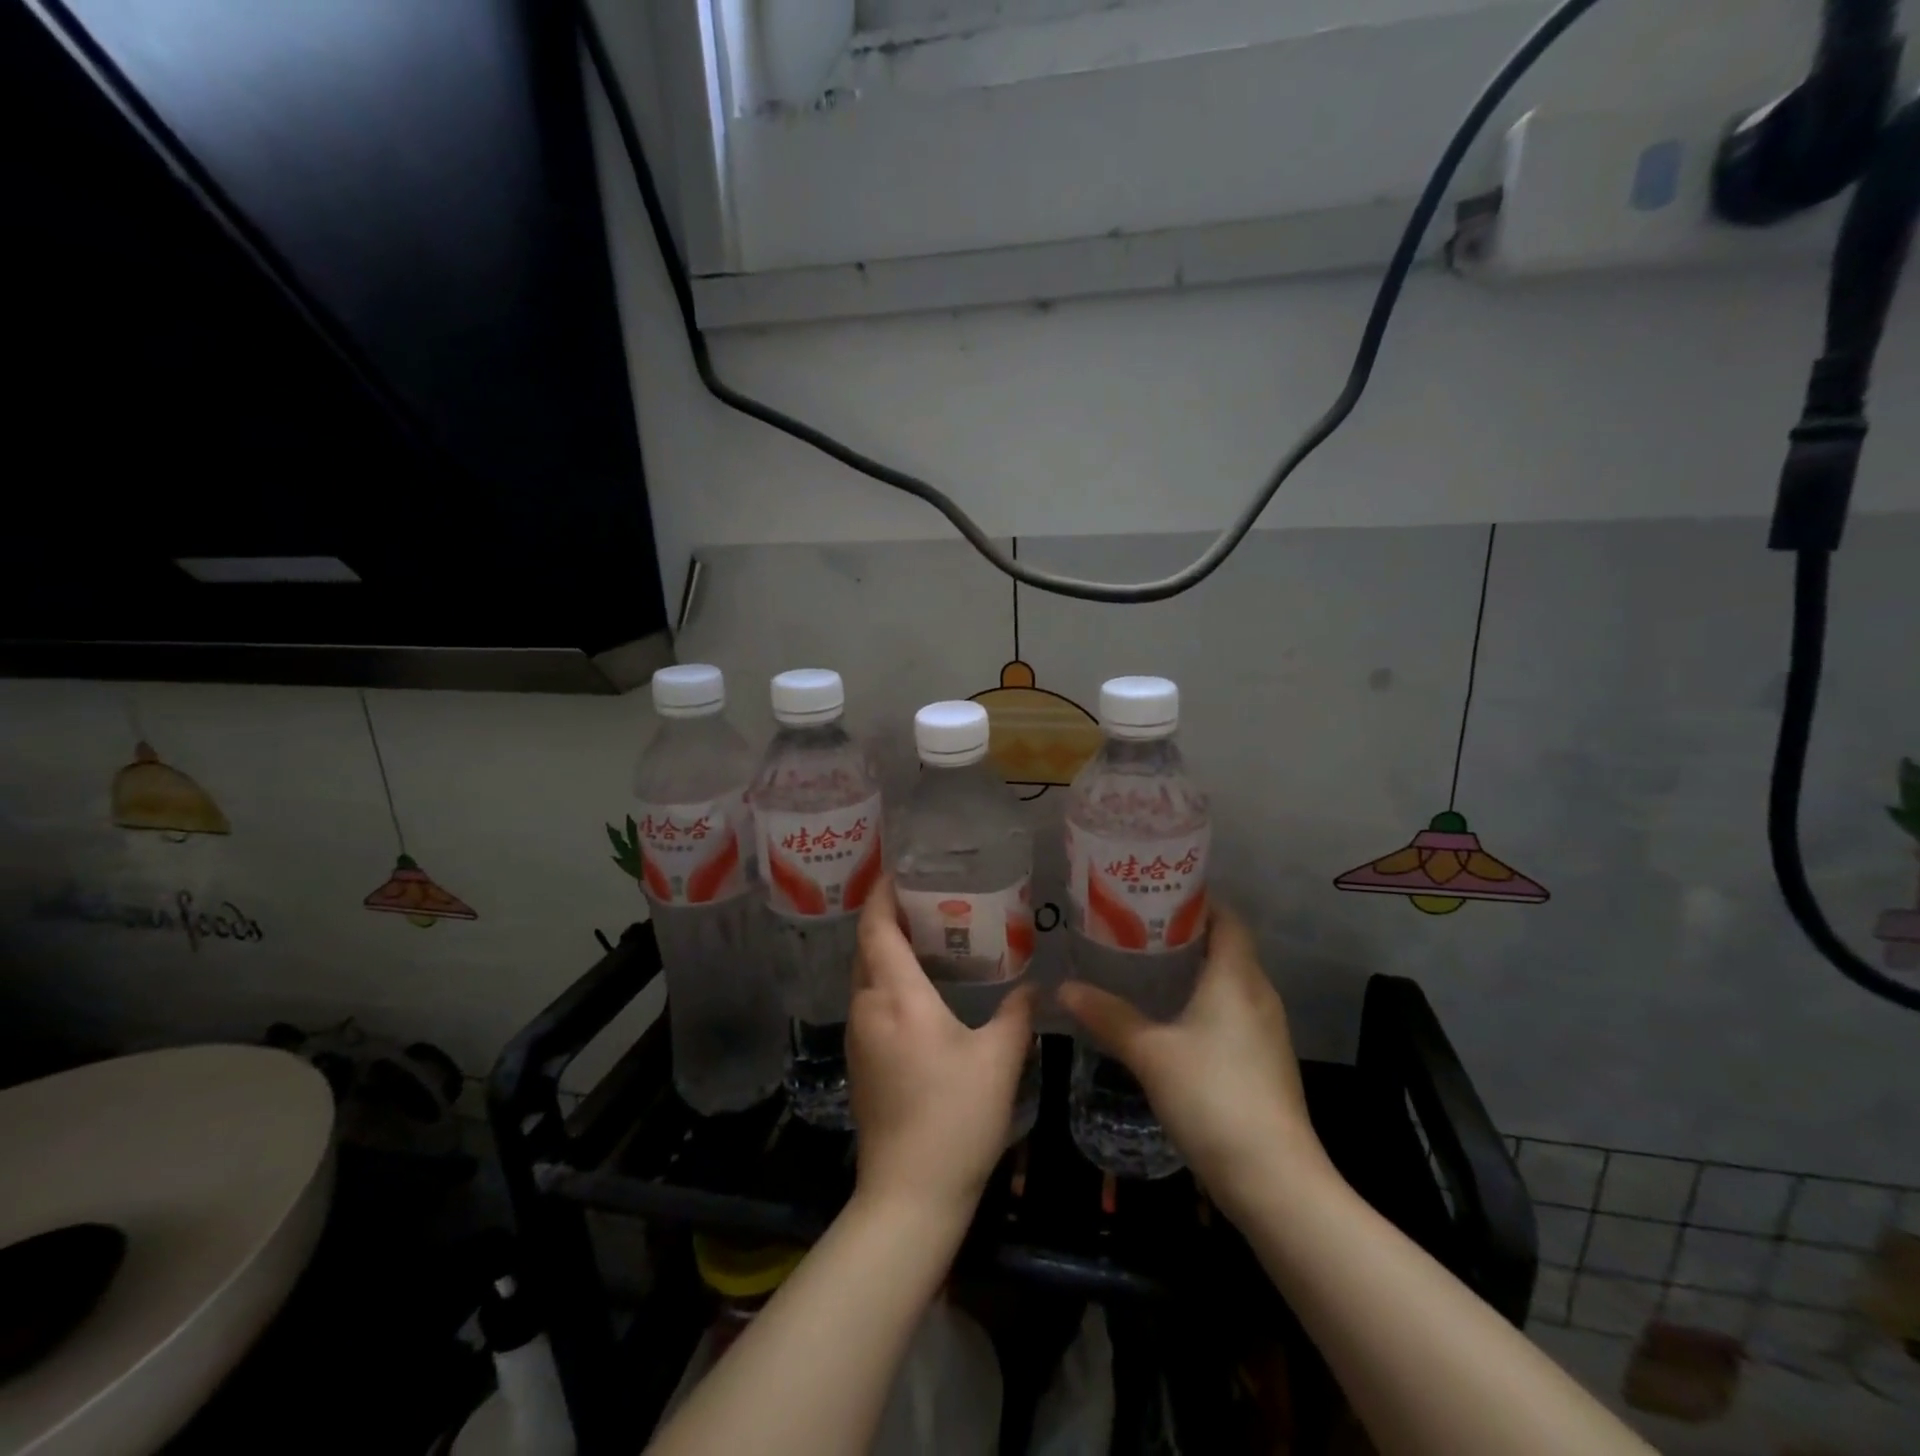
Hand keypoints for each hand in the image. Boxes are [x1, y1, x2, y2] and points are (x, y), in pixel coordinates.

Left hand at [846, 878, 1035, 1222]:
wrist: (908, 1194)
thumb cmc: (955, 1118)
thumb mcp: (999, 1060)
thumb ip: (1017, 1014)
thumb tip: (1034, 985)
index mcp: (897, 998)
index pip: (878, 929)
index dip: (882, 894)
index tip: (897, 869)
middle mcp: (867, 1008)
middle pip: (866, 947)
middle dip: (886, 916)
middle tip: (924, 896)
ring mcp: (858, 1036)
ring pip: (865, 975)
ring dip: (885, 948)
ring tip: (925, 932)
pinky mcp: (860, 1060)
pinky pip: (868, 1000)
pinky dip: (886, 978)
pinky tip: (917, 986)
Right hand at [1058, 903, 1327, 1211]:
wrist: (1275, 1180)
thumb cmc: (1213, 1097)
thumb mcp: (1150, 1054)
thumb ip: (1108, 1017)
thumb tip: (1063, 988)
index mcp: (1237, 977)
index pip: (1226, 917)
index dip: (1196, 899)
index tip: (1155, 894)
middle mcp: (1259, 994)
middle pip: (1228, 946)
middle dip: (1186, 932)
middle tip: (1137, 927)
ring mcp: (1268, 1030)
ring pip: (1231, 981)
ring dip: (1195, 969)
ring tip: (1147, 966)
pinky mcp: (1266, 1061)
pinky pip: (1234, 1010)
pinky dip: (1205, 1000)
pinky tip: (1172, 1018)